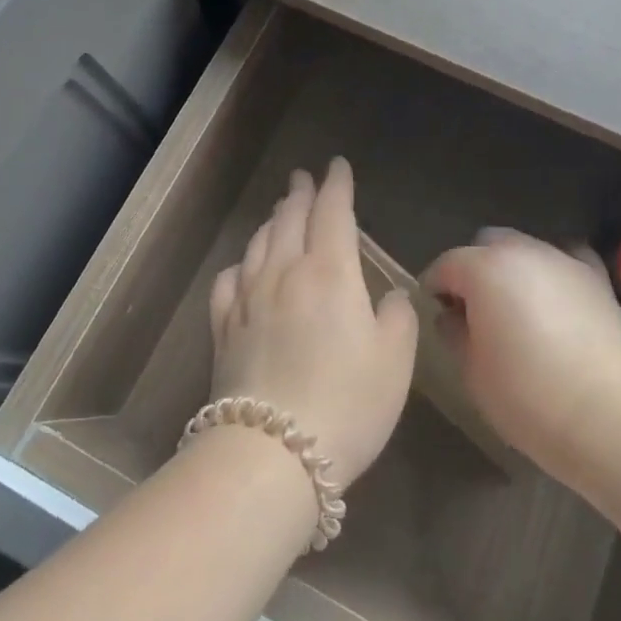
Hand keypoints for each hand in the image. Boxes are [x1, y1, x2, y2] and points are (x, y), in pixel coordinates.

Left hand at [209, 158, 418, 488]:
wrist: (271, 455)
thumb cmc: (348, 404)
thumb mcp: (395, 360)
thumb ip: (398, 316)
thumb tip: (390, 295)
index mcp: (330, 272)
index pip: (333, 211)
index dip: (337, 184)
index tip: (337, 165)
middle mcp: (285, 273)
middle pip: (291, 218)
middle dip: (301, 193)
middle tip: (304, 177)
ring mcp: (248, 300)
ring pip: (260, 243)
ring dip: (273, 220)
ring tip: (281, 211)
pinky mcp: (223, 330)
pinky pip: (229, 281)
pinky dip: (241, 263)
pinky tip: (245, 267)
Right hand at [423, 229, 620, 474]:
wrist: (606, 415)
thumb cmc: (527, 397)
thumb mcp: (473, 372)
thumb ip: (454, 333)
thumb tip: (450, 315)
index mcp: (484, 269)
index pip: (446, 265)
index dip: (434, 288)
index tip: (434, 313)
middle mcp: (522, 251)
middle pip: (486, 244)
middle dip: (474, 269)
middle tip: (474, 310)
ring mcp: (562, 259)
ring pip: (526, 248)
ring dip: (513, 269)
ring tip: (517, 308)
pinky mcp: (595, 276)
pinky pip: (566, 258)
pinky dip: (554, 271)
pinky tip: (556, 298)